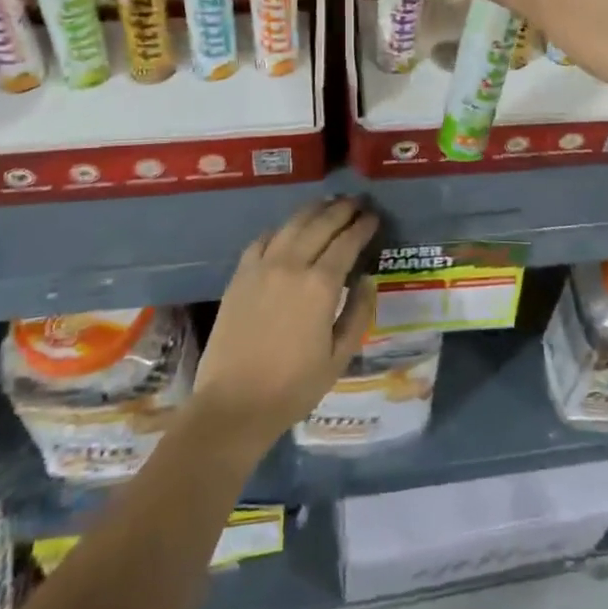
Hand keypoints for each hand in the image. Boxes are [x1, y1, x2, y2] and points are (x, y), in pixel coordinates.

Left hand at [191, 197, 378, 457]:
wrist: (233, 405)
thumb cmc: (293, 387)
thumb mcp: (339, 356)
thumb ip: (358, 312)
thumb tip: (367, 279)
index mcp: (321, 285)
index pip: (347, 242)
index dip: (363, 226)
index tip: (374, 217)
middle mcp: (292, 265)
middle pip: (321, 224)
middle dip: (342, 210)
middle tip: (356, 203)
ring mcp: (262, 267)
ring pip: (291, 224)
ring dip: (313, 211)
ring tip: (327, 205)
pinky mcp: (240, 275)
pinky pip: (263, 239)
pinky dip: (280, 229)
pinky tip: (287, 230)